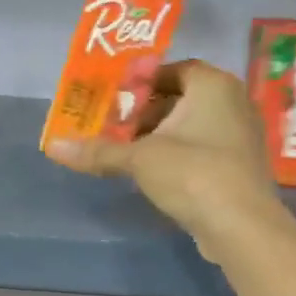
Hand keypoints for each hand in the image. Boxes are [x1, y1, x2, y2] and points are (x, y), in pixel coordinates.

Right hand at [47, 59, 281, 255]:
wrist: (242, 226)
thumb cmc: (192, 173)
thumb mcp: (139, 159)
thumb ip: (99, 151)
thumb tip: (53, 146)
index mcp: (213, 84)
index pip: (171, 69)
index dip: (140, 82)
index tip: (113, 101)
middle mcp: (233, 101)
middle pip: (181, 97)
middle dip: (146, 112)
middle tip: (115, 127)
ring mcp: (241, 134)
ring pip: (192, 124)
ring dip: (160, 135)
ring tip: (128, 153)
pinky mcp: (240, 165)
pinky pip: (204, 147)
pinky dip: (179, 153)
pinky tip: (155, 173)